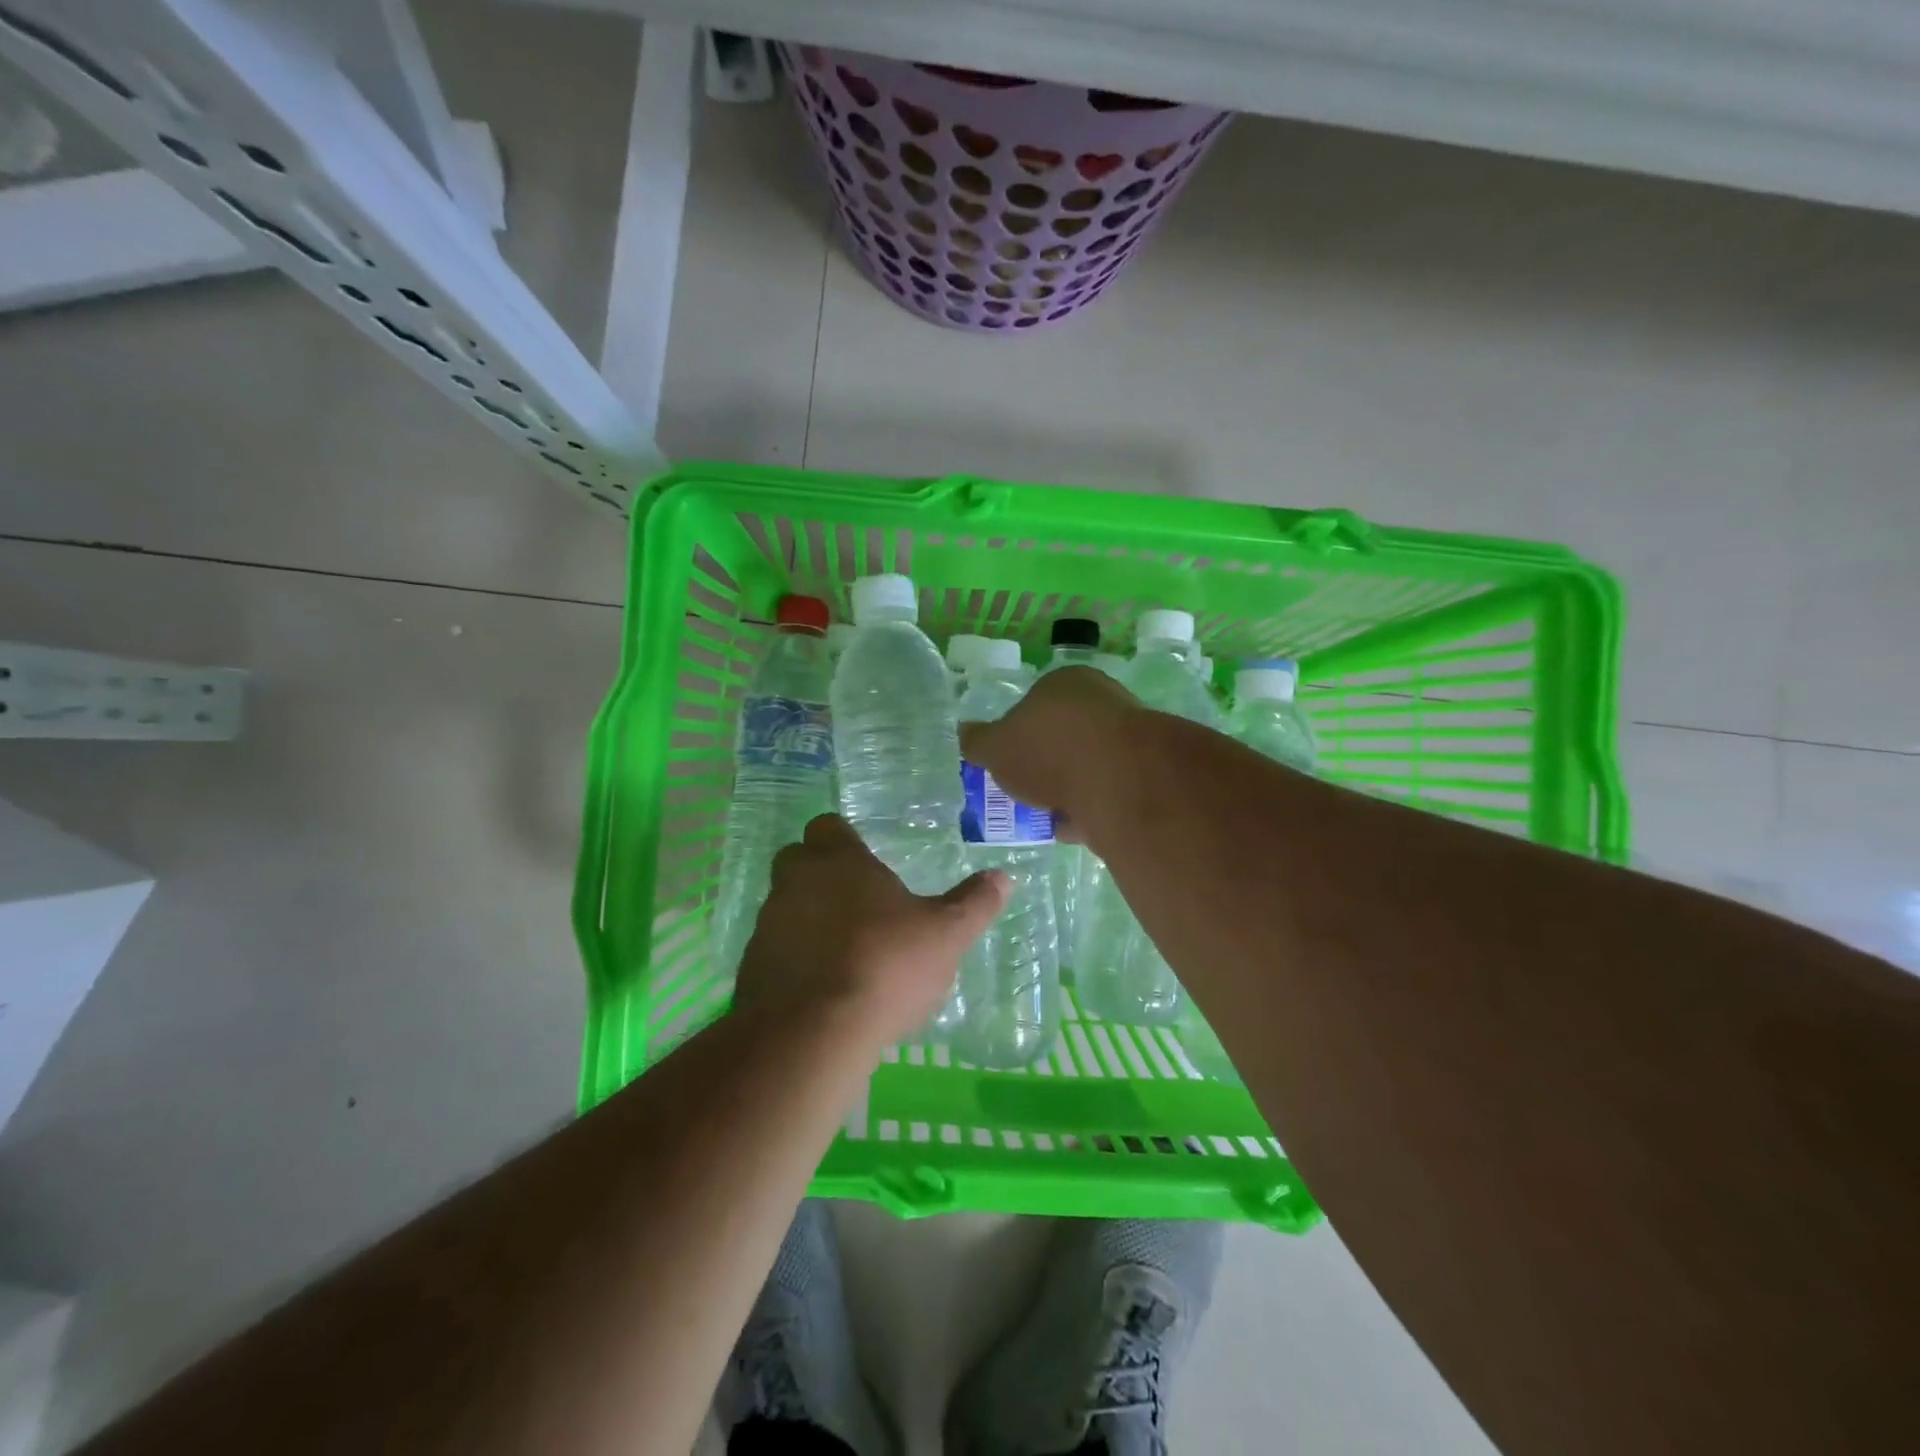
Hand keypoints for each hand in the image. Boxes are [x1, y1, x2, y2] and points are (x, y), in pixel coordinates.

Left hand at [735, 815, 1008, 1046]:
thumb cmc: (885, 966)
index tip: (866, 861)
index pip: (828, 826)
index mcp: (839, 861)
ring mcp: (767, 925)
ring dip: (807, 919)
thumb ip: (974, 904)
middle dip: (820, 874)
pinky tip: (821, 988)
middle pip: (798, 860)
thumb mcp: (946, 935)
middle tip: (856, 902)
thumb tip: (1004, 877)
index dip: (844, 839)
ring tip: (843, 951)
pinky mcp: (750, 968)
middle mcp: (795, 882)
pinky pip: (774, 951)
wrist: (812, 1034)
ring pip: (784, 906)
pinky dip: (793, 959)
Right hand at [958, 666, 1141, 840]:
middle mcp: (1103, 701)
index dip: (1019, 733)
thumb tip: (964, 734)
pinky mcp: (1144, 776)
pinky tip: (1071, 829)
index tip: (1008, 762)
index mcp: (1066, 682)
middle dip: (1046, 764)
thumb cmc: (1048, 749)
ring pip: (1089, 766)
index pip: (1036, 703)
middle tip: (1025, 790)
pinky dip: (1089, 810)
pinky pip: (1107, 794)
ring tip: (1045, 816)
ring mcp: (1129, 739)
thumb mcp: (994, 747)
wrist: (1117, 781)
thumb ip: (978, 742)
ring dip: (1068, 789)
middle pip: (1065, 735)